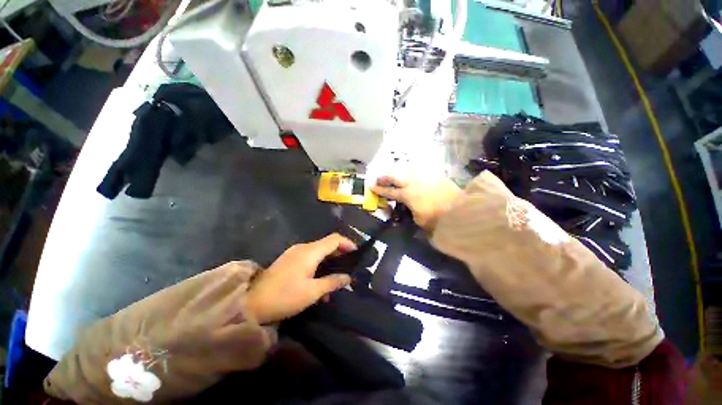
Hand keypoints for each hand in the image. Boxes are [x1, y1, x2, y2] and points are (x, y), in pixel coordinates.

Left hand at [244, 234, 355, 323]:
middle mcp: (303, 247)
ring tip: (336, 275)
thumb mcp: (312, 292)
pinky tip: (320, 279)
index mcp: (310, 251)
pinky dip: (319, 263)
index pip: (334, 239)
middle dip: (340, 252)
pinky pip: (310, 257)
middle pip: (327, 243)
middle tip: (350, 265)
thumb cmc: (284, 296)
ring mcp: (294, 252)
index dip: (347, 243)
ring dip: (330, 260)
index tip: (356, 253)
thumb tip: (348, 277)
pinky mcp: (289, 259)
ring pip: (319, 251)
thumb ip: (332, 282)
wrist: (251, 303)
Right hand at [371, 174, 461, 231]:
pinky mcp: (436, 176)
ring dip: (399, 171)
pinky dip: (414, 172)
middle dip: (386, 177)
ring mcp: (425, 177)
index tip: (372, 186)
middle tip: (379, 177)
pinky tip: (414, 173)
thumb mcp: (420, 220)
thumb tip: (411, 206)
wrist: (461, 210)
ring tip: (395, 172)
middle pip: (396, 176)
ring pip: (408, 170)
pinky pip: (421, 171)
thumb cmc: (437, 219)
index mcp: (407, 195)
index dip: (380, 190)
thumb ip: (412, 211)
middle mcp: (414, 183)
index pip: (390, 192)